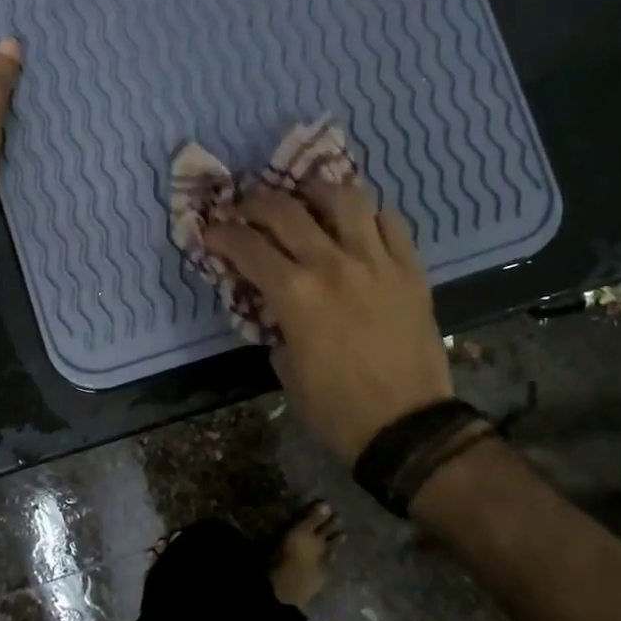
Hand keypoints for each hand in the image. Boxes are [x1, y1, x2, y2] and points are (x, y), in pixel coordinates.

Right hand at [203, 181, 451, 462]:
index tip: (210, 231)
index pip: (247, 246)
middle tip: (246, 208)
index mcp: (296, 294)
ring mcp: (377, 262)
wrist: (407, 427)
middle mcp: (333, 264)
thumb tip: (273, 303)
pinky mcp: (410, 270)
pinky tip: (356, 226)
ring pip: (344, 198)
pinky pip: (390, 222)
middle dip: (256, 202)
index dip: (221, 234)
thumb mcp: (286, 369)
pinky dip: (367, 216)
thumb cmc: (336, 409)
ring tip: (306, 201)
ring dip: (316, 193)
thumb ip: (275, 325)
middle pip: (286, 209)